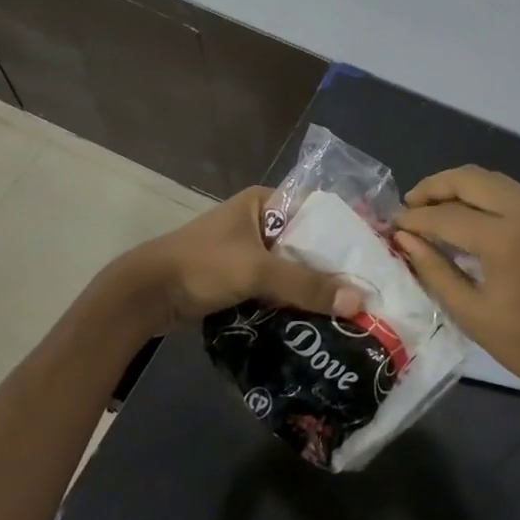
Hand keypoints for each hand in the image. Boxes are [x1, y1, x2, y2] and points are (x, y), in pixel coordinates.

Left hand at [125, 186, 364, 326]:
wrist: (145, 295)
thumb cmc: (202, 266)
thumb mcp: (257, 271)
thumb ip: (306, 285)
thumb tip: (359, 302)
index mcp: (263, 202)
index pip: (316, 210)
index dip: (344, 231)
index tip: (373, 256)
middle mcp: (258, 220)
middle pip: (306, 242)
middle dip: (331, 265)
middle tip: (367, 288)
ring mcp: (247, 250)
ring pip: (291, 266)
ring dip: (312, 285)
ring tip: (350, 306)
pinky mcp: (238, 277)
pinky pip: (275, 284)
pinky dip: (292, 298)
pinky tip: (317, 317)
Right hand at [394, 166, 519, 410]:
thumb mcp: (471, 312)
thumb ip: (434, 269)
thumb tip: (404, 239)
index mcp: (504, 238)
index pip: (446, 215)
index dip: (415, 218)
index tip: (392, 225)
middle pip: (471, 178)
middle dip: (435, 187)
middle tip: (410, 206)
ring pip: (494, 180)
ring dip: (461, 187)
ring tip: (434, 209)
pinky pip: (513, 195)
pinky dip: (486, 198)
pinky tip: (470, 220)